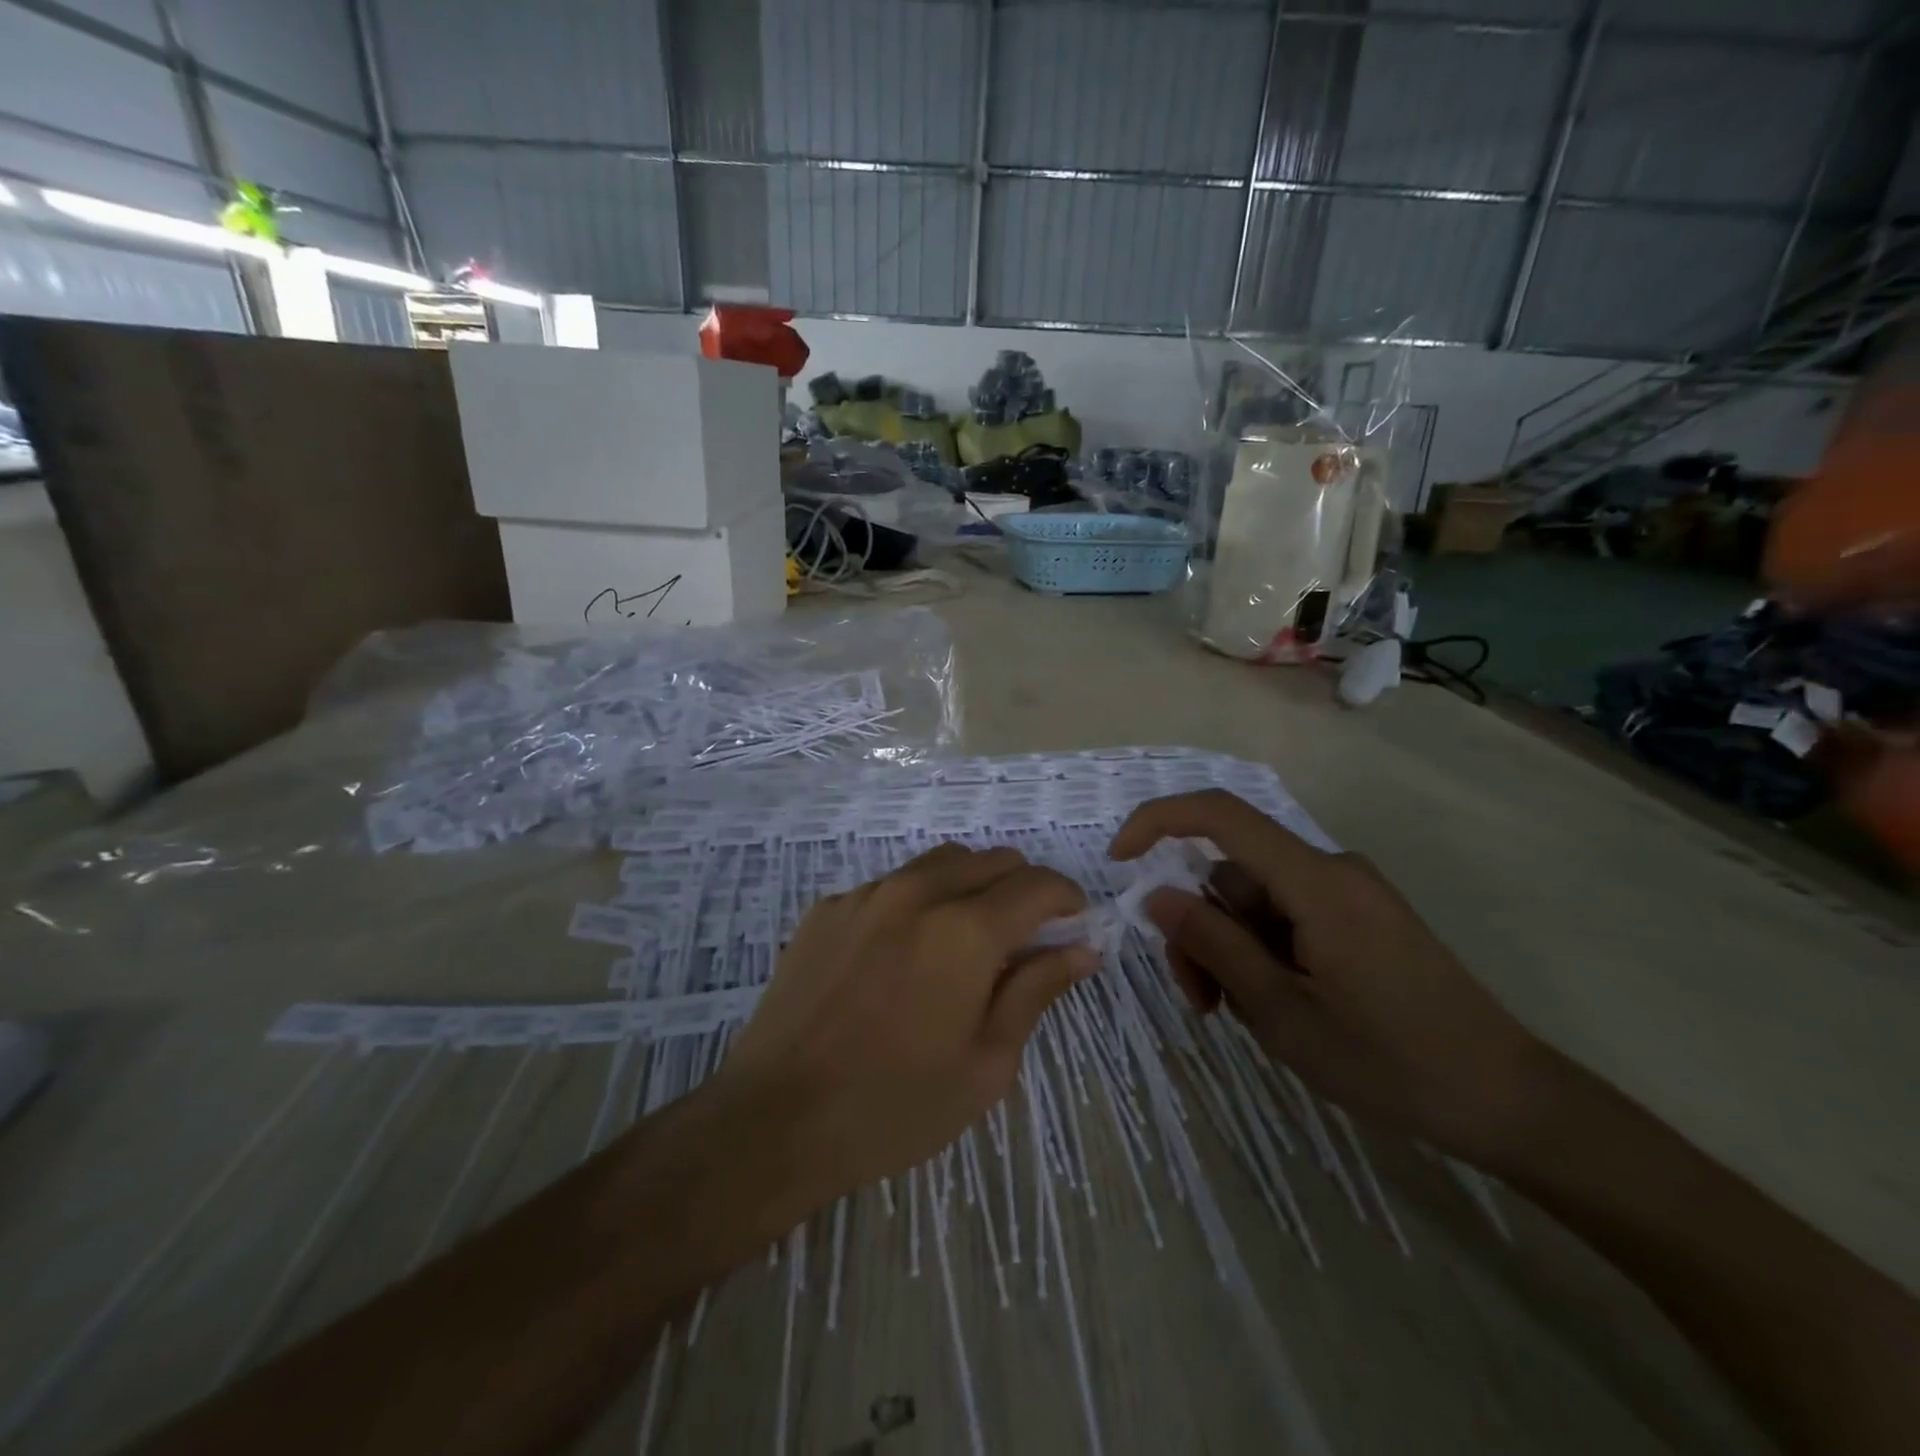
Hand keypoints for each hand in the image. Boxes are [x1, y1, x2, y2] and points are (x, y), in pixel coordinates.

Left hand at [723, 843, 1094, 1205]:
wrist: (777, 1118)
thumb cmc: (895, 1106)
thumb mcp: (986, 1062)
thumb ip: (1036, 990)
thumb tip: (1082, 948)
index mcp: (966, 930)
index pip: (1038, 885)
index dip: (1067, 899)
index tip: (1073, 926)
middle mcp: (918, 893)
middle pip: (992, 860)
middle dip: (1022, 889)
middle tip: (1022, 942)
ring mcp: (867, 894)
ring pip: (941, 863)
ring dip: (971, 887)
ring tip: (964, 943)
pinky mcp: (829, 908)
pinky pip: (891, 884)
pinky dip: (918, 902)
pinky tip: (901, 956)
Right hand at [1110, 789, 1559, 1168]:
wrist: (1509, 1102)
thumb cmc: (1392, 1061)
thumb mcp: (1282, 1012)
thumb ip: (1213, 946)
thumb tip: (1155, 895)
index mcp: (1315, 881)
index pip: (1220, 815)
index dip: (1158, 821)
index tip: (1119, 861)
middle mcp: (1330, 870)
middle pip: (1231, 875)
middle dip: (1200, 930)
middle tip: (1202, 1003)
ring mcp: (1348, 894)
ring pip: (1253, 902)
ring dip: (1230, 951)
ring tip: (1242, 1016)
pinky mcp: (1359, 918)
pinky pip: (1285, 917)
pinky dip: (1262, 953)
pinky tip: (1276, 1005)